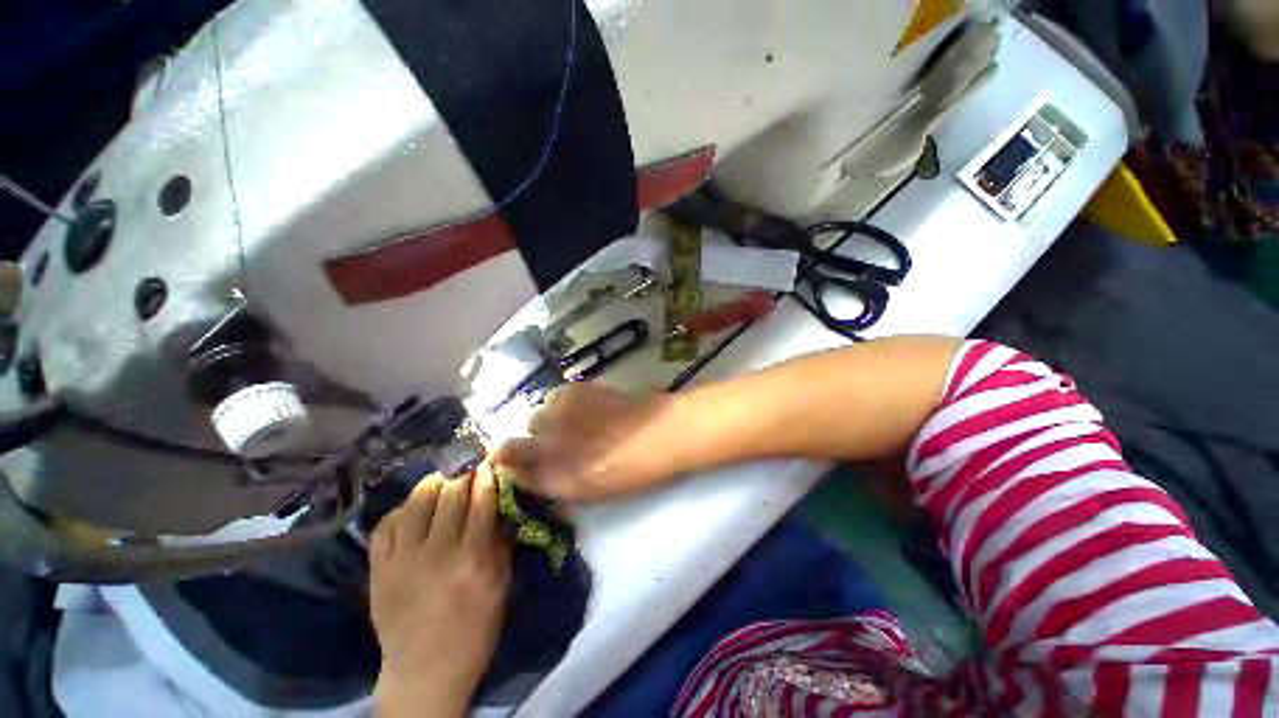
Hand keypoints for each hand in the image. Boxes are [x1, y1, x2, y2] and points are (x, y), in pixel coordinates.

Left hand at [369, 465, 510, 717]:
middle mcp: (437, 553)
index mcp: (473, 559)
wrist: (425, 671)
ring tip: (442, 479)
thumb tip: (499, 503)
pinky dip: (401, 510)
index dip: (485, 475)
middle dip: (462, 472)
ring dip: (432, 483)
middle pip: (450, 494)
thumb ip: (499, 541)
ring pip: (416, 502)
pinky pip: (386, 525)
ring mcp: (402, 561)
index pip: (481, 501)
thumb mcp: (500, 585)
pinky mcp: (378, 570)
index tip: (488, 461)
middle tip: (468, 463)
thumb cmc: (475, 629)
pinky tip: (412, 509)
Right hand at [492, 382, 680, 502]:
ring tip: (576, 421)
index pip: (508, 467)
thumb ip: (553, 481)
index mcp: (551, 477)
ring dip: (549, 421)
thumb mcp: (589, 490)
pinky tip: (585, 406)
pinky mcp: (573, 390)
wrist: (661, 433)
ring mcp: (557, 415)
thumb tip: (527, 471)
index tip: (520, 462)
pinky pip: (554, 397)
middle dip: (535, 443)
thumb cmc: (632, 471)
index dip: (510, 463)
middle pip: (518, 440)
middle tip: (562, 443)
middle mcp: (546, 445)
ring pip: (536, 415)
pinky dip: (563, 403)